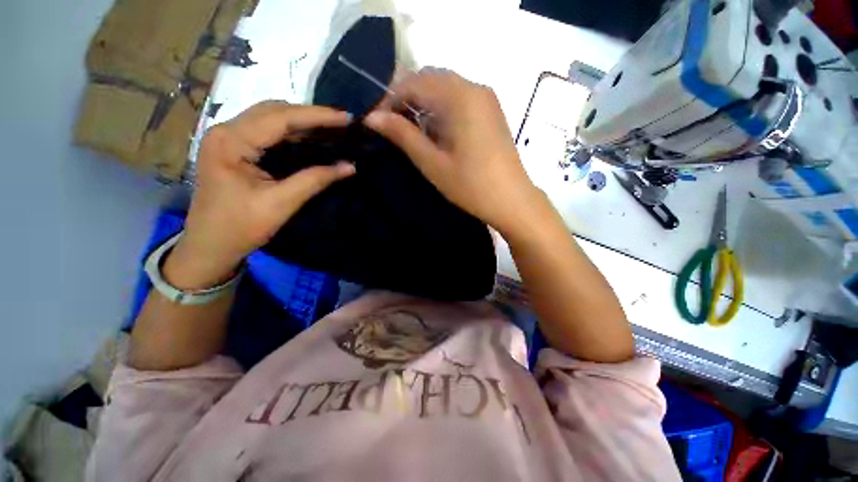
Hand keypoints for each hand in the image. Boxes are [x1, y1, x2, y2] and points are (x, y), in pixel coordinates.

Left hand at [165, 101, 354, 289]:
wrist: (210, 246)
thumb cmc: (240, 227)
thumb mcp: (281, 204)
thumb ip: (315, 180)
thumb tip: (349, 166)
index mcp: (231, 141)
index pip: (280, 117)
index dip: (317, 116)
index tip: (346, 118)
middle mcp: (226, 131)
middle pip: (273, 111)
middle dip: (310, 115)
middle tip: (341, 124)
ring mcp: (228, 138)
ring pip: (270, 119)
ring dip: (301, 123)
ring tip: (331, 129)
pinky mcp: (235, 149)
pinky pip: (267, 132)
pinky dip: (292, 134)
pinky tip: (311, 140)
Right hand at [364, 68, 544, 235]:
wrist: (512, 200)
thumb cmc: (470, 185)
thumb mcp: (432, 163)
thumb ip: (403, 135)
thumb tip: (372, 117)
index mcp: (459, 96)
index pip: (414, 83)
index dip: (390, 100)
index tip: (377, 122)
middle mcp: (474, 87)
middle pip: (430, 80)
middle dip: (406, 100)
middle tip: (392, 128)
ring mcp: (486, 98)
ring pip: (444, 89)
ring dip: (424, 105)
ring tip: (412, 133)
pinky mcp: (491, 111)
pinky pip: (459, 99)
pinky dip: (441, 110)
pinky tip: (436, 132)